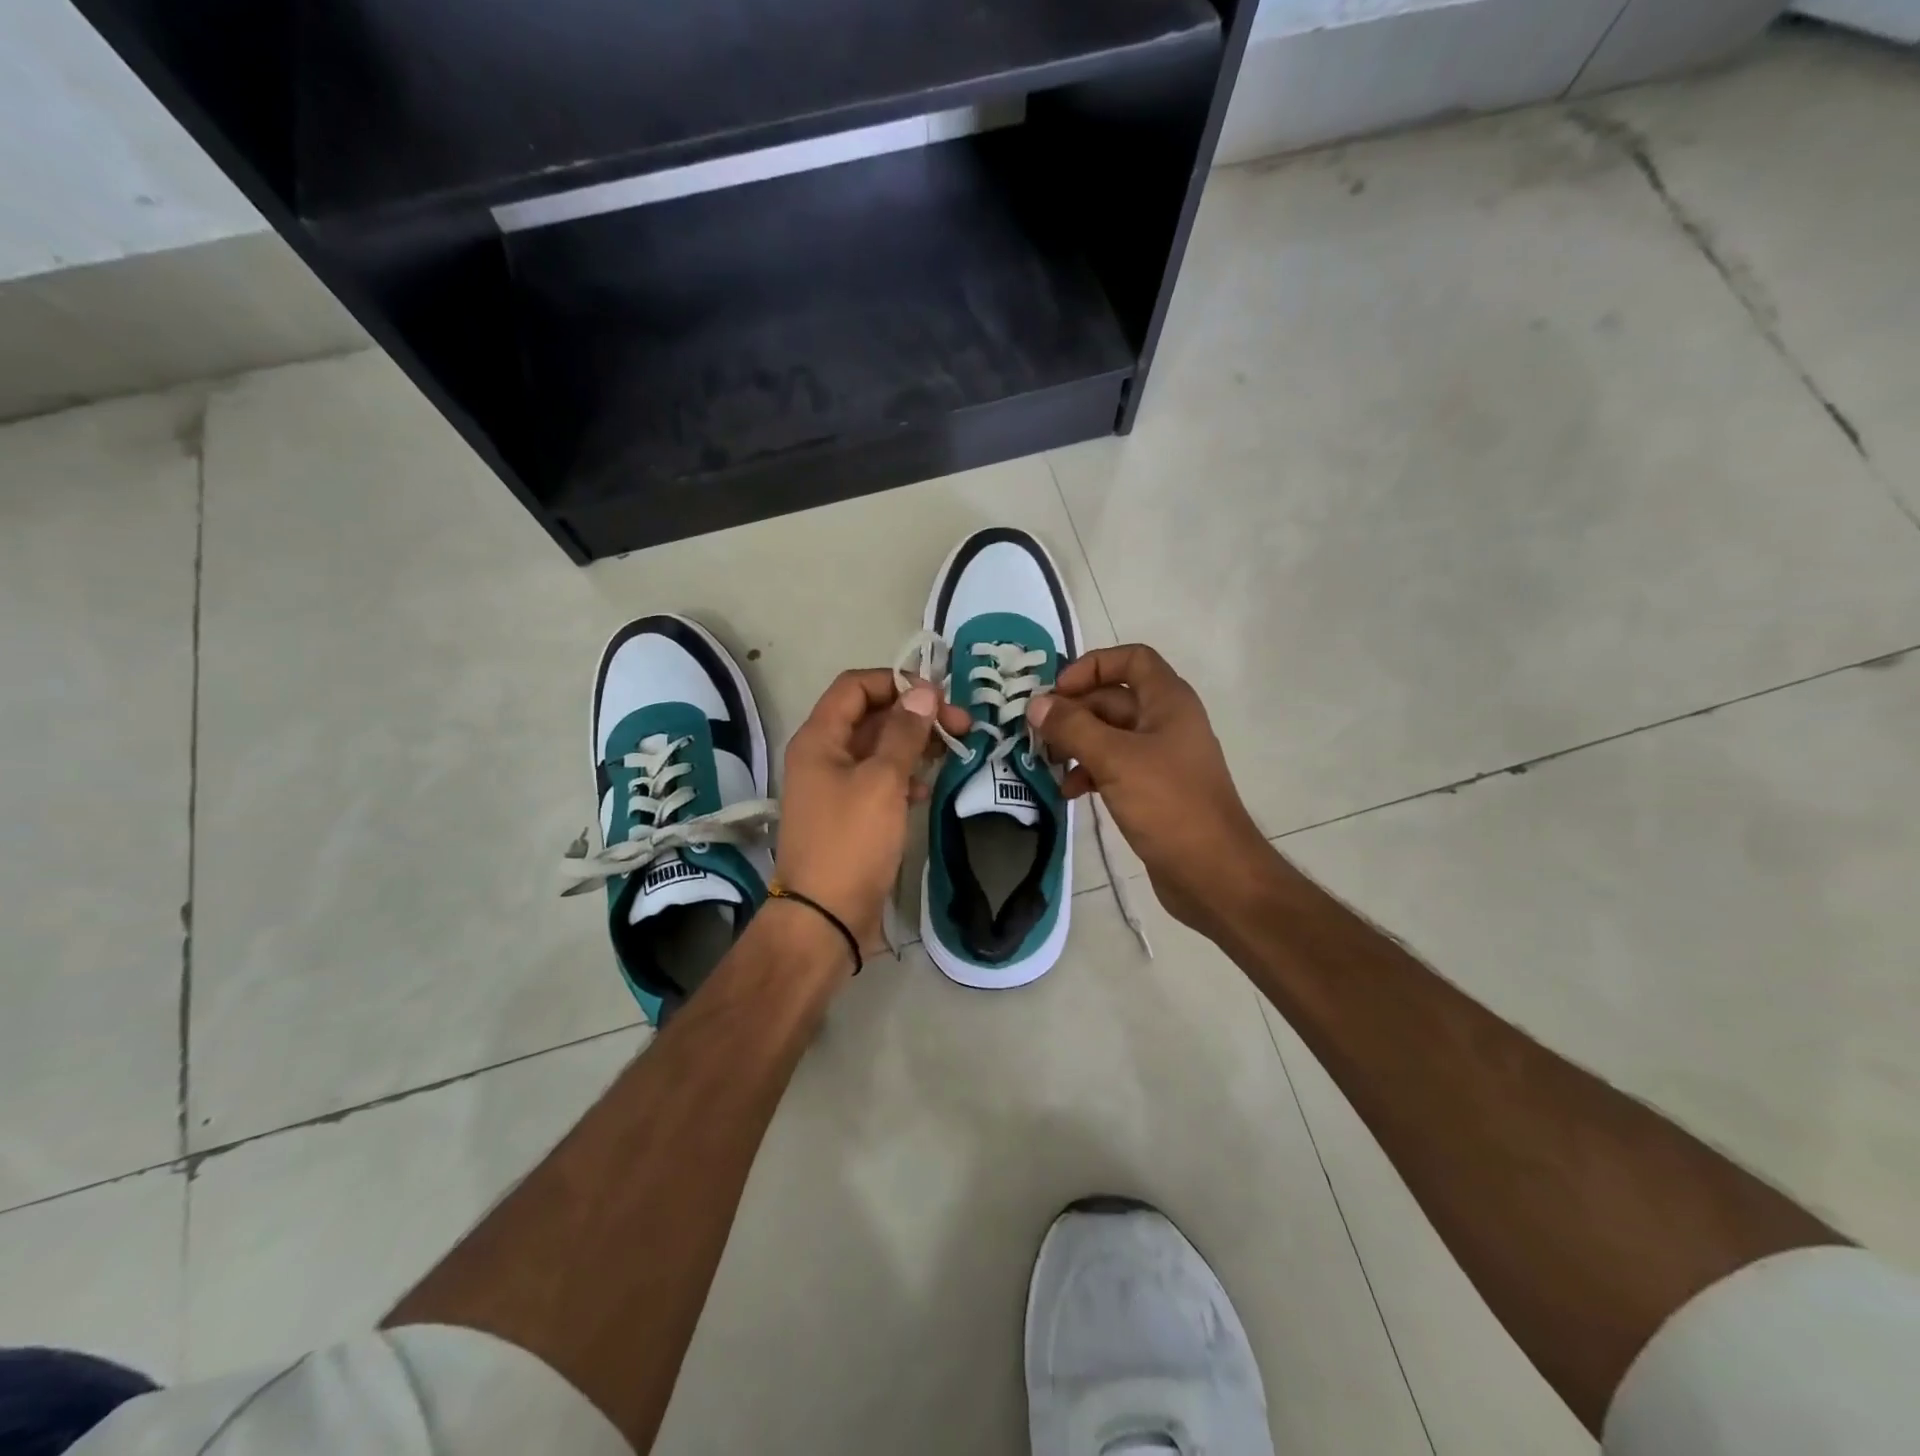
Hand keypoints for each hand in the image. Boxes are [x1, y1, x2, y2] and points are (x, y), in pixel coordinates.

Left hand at [776, 669, 972, 952]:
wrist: (824, 917)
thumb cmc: (851, 841)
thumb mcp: (882, 781)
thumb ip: (904, 733)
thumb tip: (924, 692)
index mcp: (819, 738)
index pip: (855, 686)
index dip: (896, 682)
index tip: (938, 696)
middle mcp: (822, 756)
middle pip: (870, 716)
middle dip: (914, 714)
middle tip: (961, 725)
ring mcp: (834, 787)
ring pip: (877, 749)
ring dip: (913, 744)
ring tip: (953, 750)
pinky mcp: (849, 815)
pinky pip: (878, 780)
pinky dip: (904, 777)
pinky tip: (927, 788)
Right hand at [1027, 645, 1272, 938]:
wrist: (1212, 873)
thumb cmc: (1168, 805)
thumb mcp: (1115, 759)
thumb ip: (1073, 727)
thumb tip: (1036, 704)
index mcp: (1167, 702)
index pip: (1131, 659)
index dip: (1092, 666)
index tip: (1058, 692)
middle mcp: (1165, 722)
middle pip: (1113, 698)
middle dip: (1074, 711)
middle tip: (1037, 733)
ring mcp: (1160, 757)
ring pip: (1109, 735)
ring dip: (1076, 744)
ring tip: (1047, 764)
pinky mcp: (1153, 790)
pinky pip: (1114, 767)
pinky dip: (1089, 772)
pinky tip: (1068, 792)